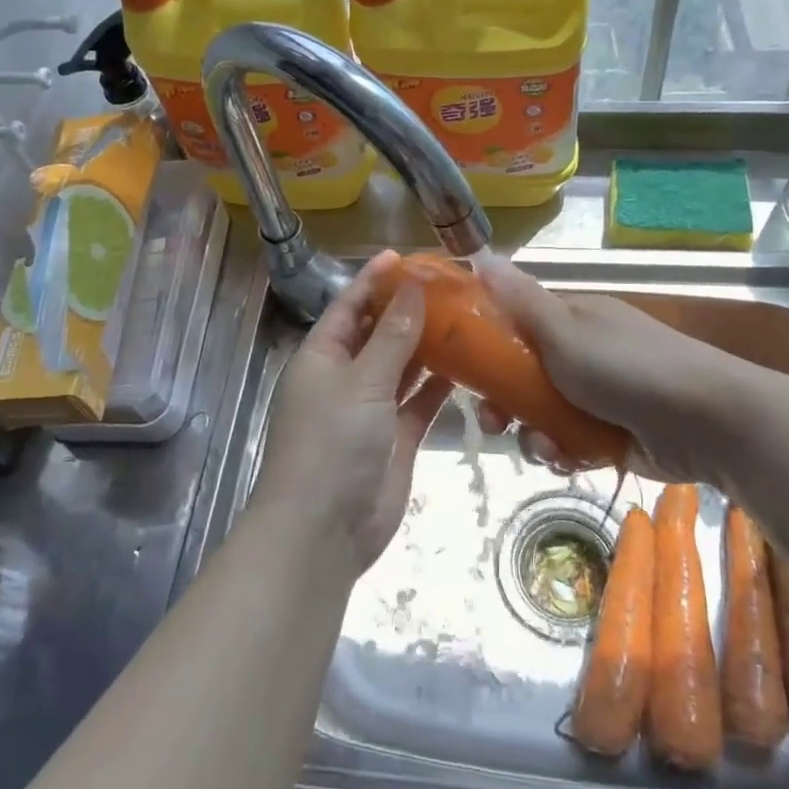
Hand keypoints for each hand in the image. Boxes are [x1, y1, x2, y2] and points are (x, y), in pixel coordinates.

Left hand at [253, 252, 452, 578]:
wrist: (324, 531)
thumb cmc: (332, 443)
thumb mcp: (362, 382)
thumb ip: (392, 336)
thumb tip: (412, 287)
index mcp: (322, 357)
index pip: (349, 306)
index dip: (373, 280)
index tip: (405, 257)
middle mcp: (344, 378)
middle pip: (378, 333)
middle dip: (407, 310)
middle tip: (448, 285)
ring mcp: (370, 409)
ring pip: (401, 366)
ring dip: (427, 344)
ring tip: (464, 316)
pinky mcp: (395, 437)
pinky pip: (418, 401)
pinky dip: (438, 384)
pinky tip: (467, 363)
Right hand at [473, 255, 726, 484]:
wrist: (707, 420)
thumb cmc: (627, 367)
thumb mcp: (565, 330)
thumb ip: (519, 299)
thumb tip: (481, 253)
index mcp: (572, 319)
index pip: (515, 324)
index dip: (486, 347)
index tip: (464, 373)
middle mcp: (582, 353)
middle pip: (523, 377)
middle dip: (505, 404)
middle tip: (494, 425)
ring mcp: (598, 396)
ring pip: (543, 415)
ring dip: (535, 435)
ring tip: (548, 448)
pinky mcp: (611, 434)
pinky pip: (570, 443)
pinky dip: (566, 453)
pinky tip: (572, 460)